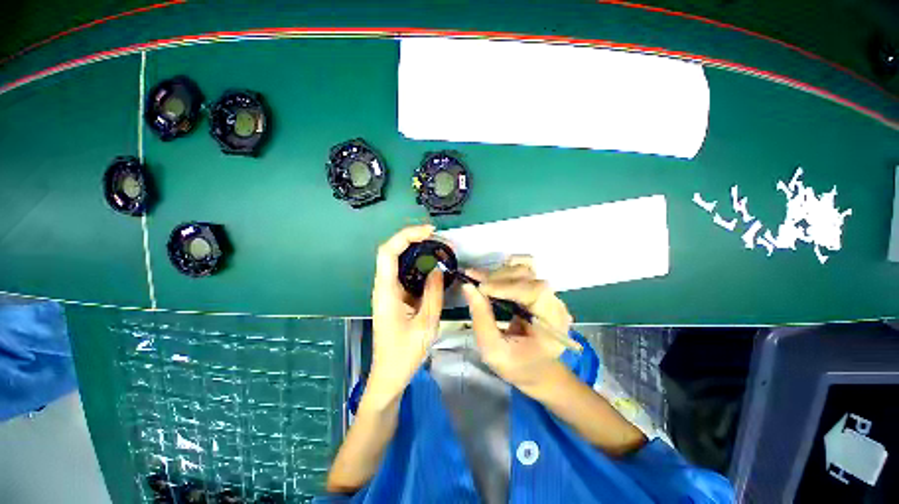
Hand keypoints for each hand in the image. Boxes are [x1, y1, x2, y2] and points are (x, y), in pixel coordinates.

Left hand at [366, 225, 443, 408]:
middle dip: (414, 240)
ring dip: (418, 252)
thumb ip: (433, 293)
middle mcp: (384, 286)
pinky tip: (434, 268)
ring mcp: (389, 292)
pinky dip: (420, 267)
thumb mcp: (426, 323)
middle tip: (439, 240)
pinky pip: (406, 275)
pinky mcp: (395, 297)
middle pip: (393, 252)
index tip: (429, 232)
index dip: (407, 235)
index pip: (388, 252)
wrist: (389, 375)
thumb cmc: (405, 353)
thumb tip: (437, 269)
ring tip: (440, 250)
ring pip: (400, 262)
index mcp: (386, 291)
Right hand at [461, 257, 573, 390]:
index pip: (534, 291)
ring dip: (499, 274)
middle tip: (472, 280)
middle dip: (498, 277)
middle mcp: (555, 304)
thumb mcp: (492, 349)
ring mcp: (549, 296)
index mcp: (552, 324)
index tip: (480, 288)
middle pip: (528, 276)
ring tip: (478, 280)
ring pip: (524, 271)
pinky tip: (488, 282)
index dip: (506, 286)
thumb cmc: (516, 366)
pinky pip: (521, 276)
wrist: (536, 371)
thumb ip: (481, 318)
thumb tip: (468, 286)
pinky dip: (502, 276)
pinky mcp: (540, 293)